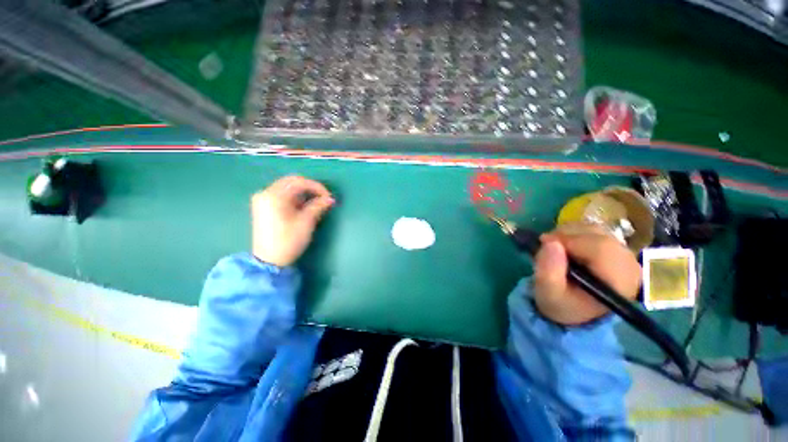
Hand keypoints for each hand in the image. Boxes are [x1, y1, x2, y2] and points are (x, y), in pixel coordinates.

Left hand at [251, 176, 334, 266]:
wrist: (269, 260)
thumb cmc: (289, 241)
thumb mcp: (306, 222)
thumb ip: (318, 206)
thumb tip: (330, 199)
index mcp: (274, 196)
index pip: (299, 182)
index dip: (317, 187)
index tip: (328, 196)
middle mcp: (265, 193)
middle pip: (291, 182)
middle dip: (310, 188)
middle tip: (323, 197)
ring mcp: (263, 199)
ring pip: (287, 188)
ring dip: (303, 193)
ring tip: (316, 203)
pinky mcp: (264, 206)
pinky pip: (282, 195)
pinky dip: (295, 198)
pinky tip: (304, 207)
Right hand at [532, 223, 641, 325]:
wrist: (575, 310)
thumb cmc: (562, 304)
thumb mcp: (548, 294)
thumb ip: (548, 272)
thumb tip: (550, 243)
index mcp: (619, 282)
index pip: (601, 248)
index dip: (570, 240)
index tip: (544, 242)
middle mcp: (629, 266)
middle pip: (599, 236)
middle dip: (567, 235)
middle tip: (545, 244)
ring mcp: (625, 255)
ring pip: (596, 230)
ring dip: (569, 233)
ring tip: (554, 246)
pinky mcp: (616, 249)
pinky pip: (595, 231)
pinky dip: (575, 233)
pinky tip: (564, 245)